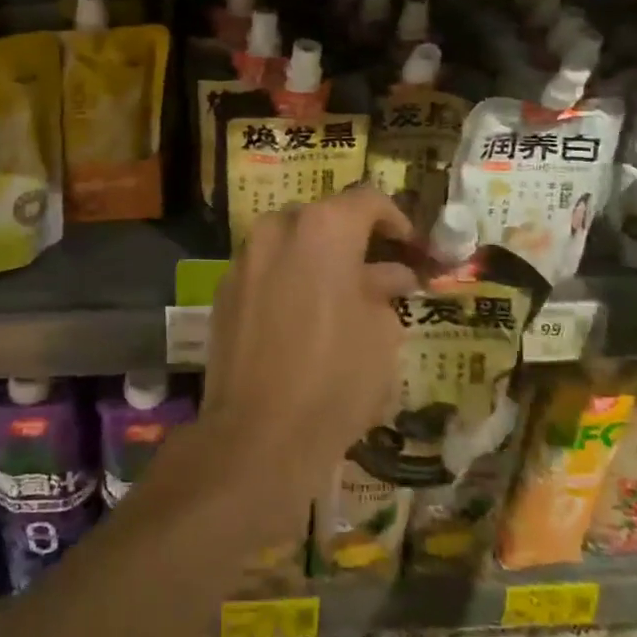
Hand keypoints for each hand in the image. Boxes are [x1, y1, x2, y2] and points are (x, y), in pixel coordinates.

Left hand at [201, 185, 420, 531]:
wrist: (257, 435)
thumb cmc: (336, 378)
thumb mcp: (381, 333)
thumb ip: (384, 290)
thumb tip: (388, 275)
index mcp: (323, 228)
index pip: (367, 200)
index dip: (397, 220)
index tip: (413, 248)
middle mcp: (278, 230)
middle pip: (324, 218)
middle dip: (355, 240)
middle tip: (381, 273)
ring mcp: (245, 259)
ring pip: (291, 243)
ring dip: (320, 260)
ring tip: (344, 297)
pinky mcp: (224, 291)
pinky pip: (266, 270)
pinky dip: (290, 280)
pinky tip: (305, 317)